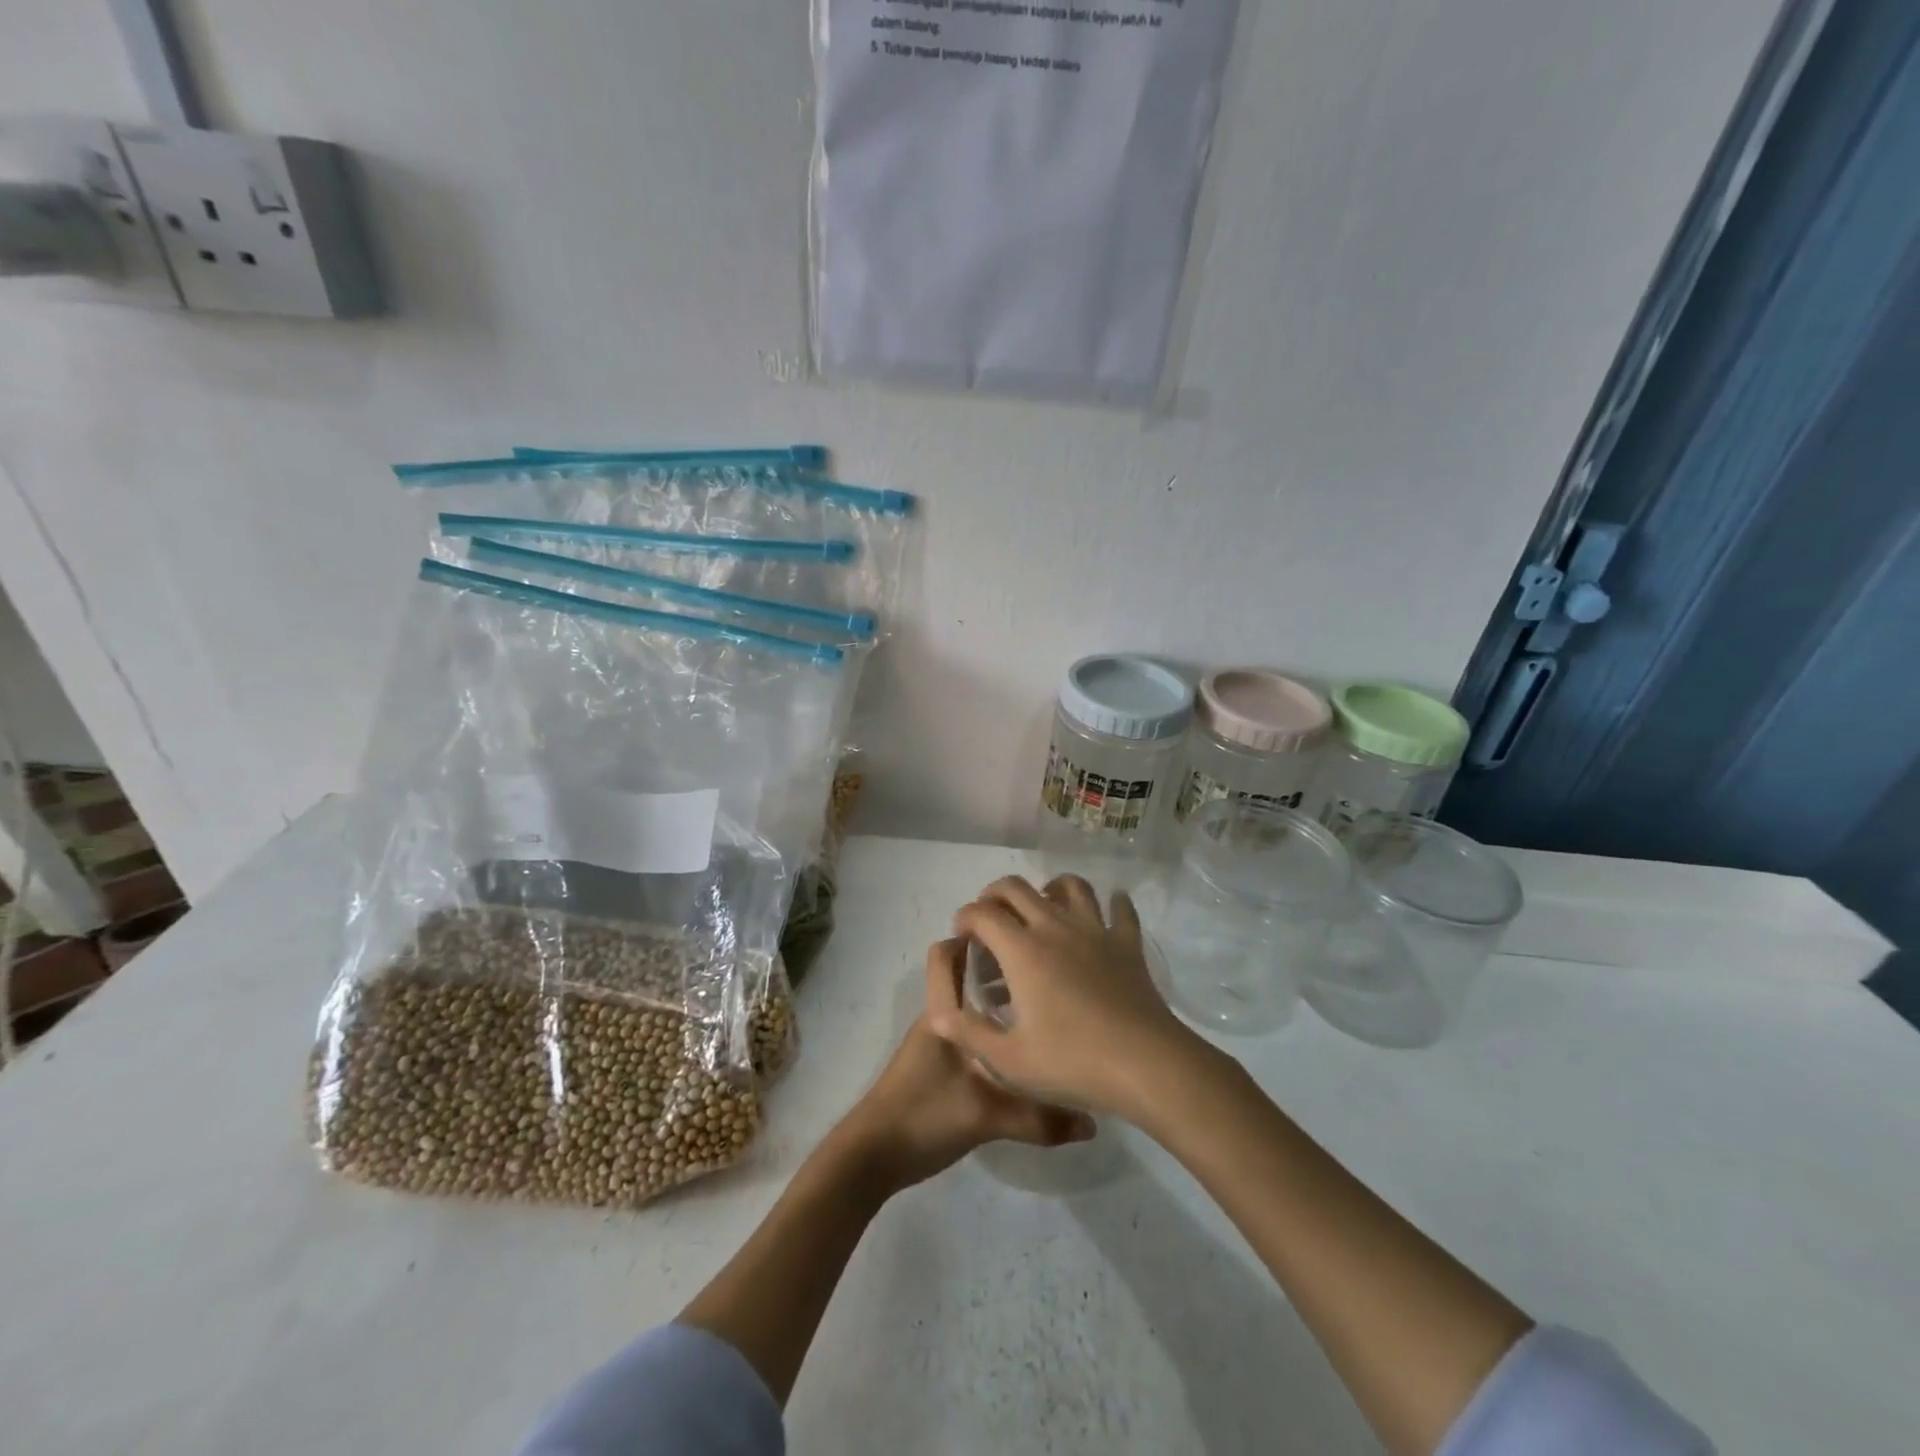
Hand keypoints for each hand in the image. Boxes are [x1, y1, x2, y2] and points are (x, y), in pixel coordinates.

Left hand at [829, 938, 1094, 1194]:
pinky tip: (1023, 1048)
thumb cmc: (924, 1117)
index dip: (979, 936)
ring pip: (970, 1005)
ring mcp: (938, 1043)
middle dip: (999, 966)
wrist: (873, 1158)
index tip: (1022, 937)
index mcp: (944, 1013)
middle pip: (966, 975)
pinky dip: (993, 1029)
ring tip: (1043, 1005)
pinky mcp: (939, 1066)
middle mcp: (940, 1019)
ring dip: (998, 999)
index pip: (951, 953)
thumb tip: (1093, 1120)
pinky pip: (971, 1032)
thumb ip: (1041, 1119)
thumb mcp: (987, 1118)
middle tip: (1045, 969)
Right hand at [927, 874, 1201, 1119]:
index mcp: (1022, 950)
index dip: (965, 918)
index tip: (962, 936)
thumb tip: (939, 1012)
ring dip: (1049, 888)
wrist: (1145, 1065)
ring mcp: (1095, 930)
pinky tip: (1107, 912)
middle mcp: (1054, 927)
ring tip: (1042, 908)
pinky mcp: (1127, 943)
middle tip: (990, 919)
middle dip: (994, 894)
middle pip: (1017, 887)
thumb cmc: (1071, 1062)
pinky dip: (1111, 903)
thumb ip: (968, 1032)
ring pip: (1070, 885)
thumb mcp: (1008, 1060)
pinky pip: (1120, 909)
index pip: (982, 913)